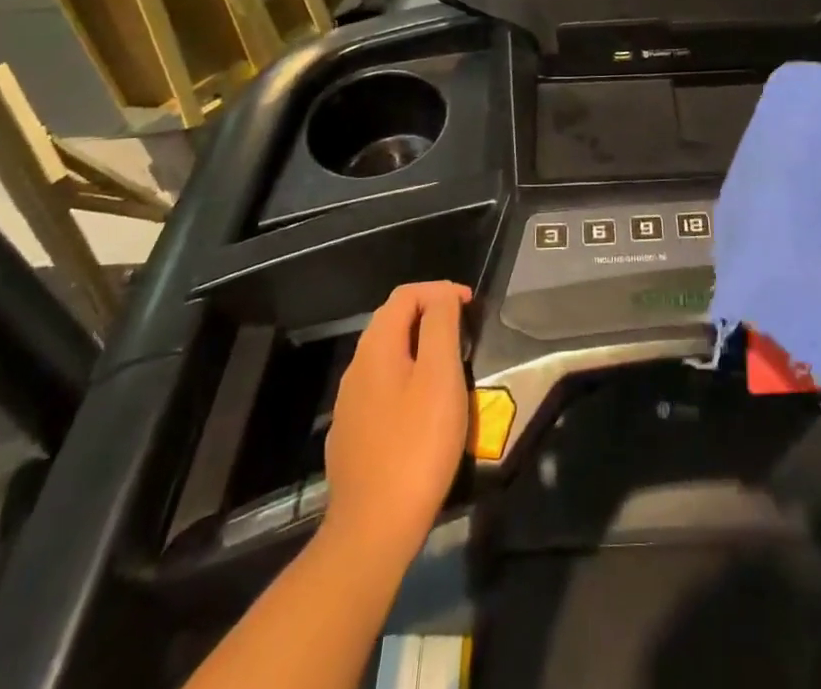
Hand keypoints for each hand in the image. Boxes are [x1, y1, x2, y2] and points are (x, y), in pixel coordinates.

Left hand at [322, 281, 472, 566]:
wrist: (373, 530)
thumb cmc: (416, 445)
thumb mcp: (440, 377)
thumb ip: (440, 326)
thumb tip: (442, 296)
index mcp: (376, 347)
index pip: (405, 295)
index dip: (439, 291)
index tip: (471, 306)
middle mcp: (356, 368)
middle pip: (392, 322)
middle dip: (429, 315)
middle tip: (465, 331)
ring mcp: (350, 405)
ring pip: (387, 357)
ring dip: (419, 348)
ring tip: (450, 365)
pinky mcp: (352, 436)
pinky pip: (382, 389)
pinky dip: (407, 379)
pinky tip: (424, 407)